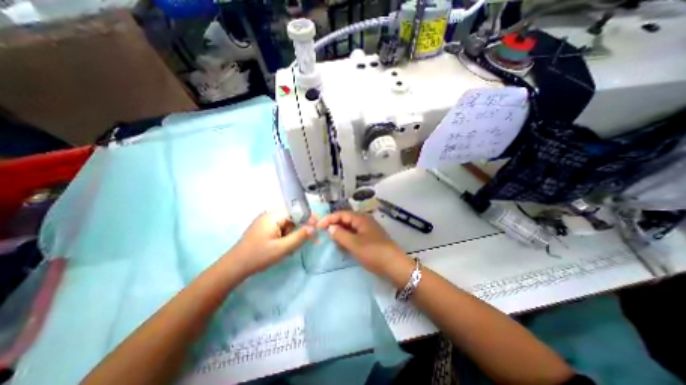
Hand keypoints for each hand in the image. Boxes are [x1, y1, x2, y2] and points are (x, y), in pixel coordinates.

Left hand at [230, 211, 315, 276]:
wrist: (234, 267)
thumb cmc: (258, 256)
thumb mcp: (282, 248)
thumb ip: (299, 237)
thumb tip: (314, 228)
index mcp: (273, 216)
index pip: (296, 212)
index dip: (309, 218)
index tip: (319, 226)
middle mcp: (270, 215)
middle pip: (292, 218)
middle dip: (302, 228)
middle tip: (313, 240)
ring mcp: (266, 222)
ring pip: (288, 224)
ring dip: (294, 234)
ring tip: (294, 248)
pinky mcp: (265, 229)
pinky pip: (281, 229)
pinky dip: (287, 237)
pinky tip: (287, 247)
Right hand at [317, 211, 409, 279]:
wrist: (395, 266)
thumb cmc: (373, 252)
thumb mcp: (354, 244)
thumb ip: (340, 234)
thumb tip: (330, 228)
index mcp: (361, 219)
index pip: (342, 214)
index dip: (329, 219)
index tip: (318, 226)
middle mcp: (364, 222)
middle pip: (346, 220)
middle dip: (334, 226)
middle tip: (323, 234)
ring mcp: (368, 231)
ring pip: (350, 229)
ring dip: (341, 233)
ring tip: (332, 241)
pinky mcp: (370, 239)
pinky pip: (355, 236)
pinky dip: (348, 239)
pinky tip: (343, 246)